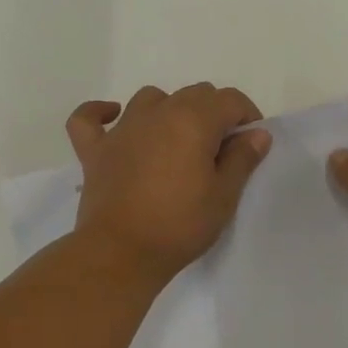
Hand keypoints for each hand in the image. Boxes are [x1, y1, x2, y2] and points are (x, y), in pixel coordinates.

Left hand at [65, 83, 271, 283]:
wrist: (120, 254)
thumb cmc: (179, 225)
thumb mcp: (224, 196)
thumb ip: (242, 158)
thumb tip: (257, 133)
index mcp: (194, 120)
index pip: (230, 99)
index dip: (247, 115)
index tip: (250, 144)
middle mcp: (158, 113)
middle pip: (195, 93)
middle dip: (214, 113)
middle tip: (220, 151)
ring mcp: (122, 129)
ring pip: (152, 98)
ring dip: (170, 110)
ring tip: (178, 140)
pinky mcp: (95, 150)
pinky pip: (89, 118)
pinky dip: (101, 113)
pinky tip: (114, 118)